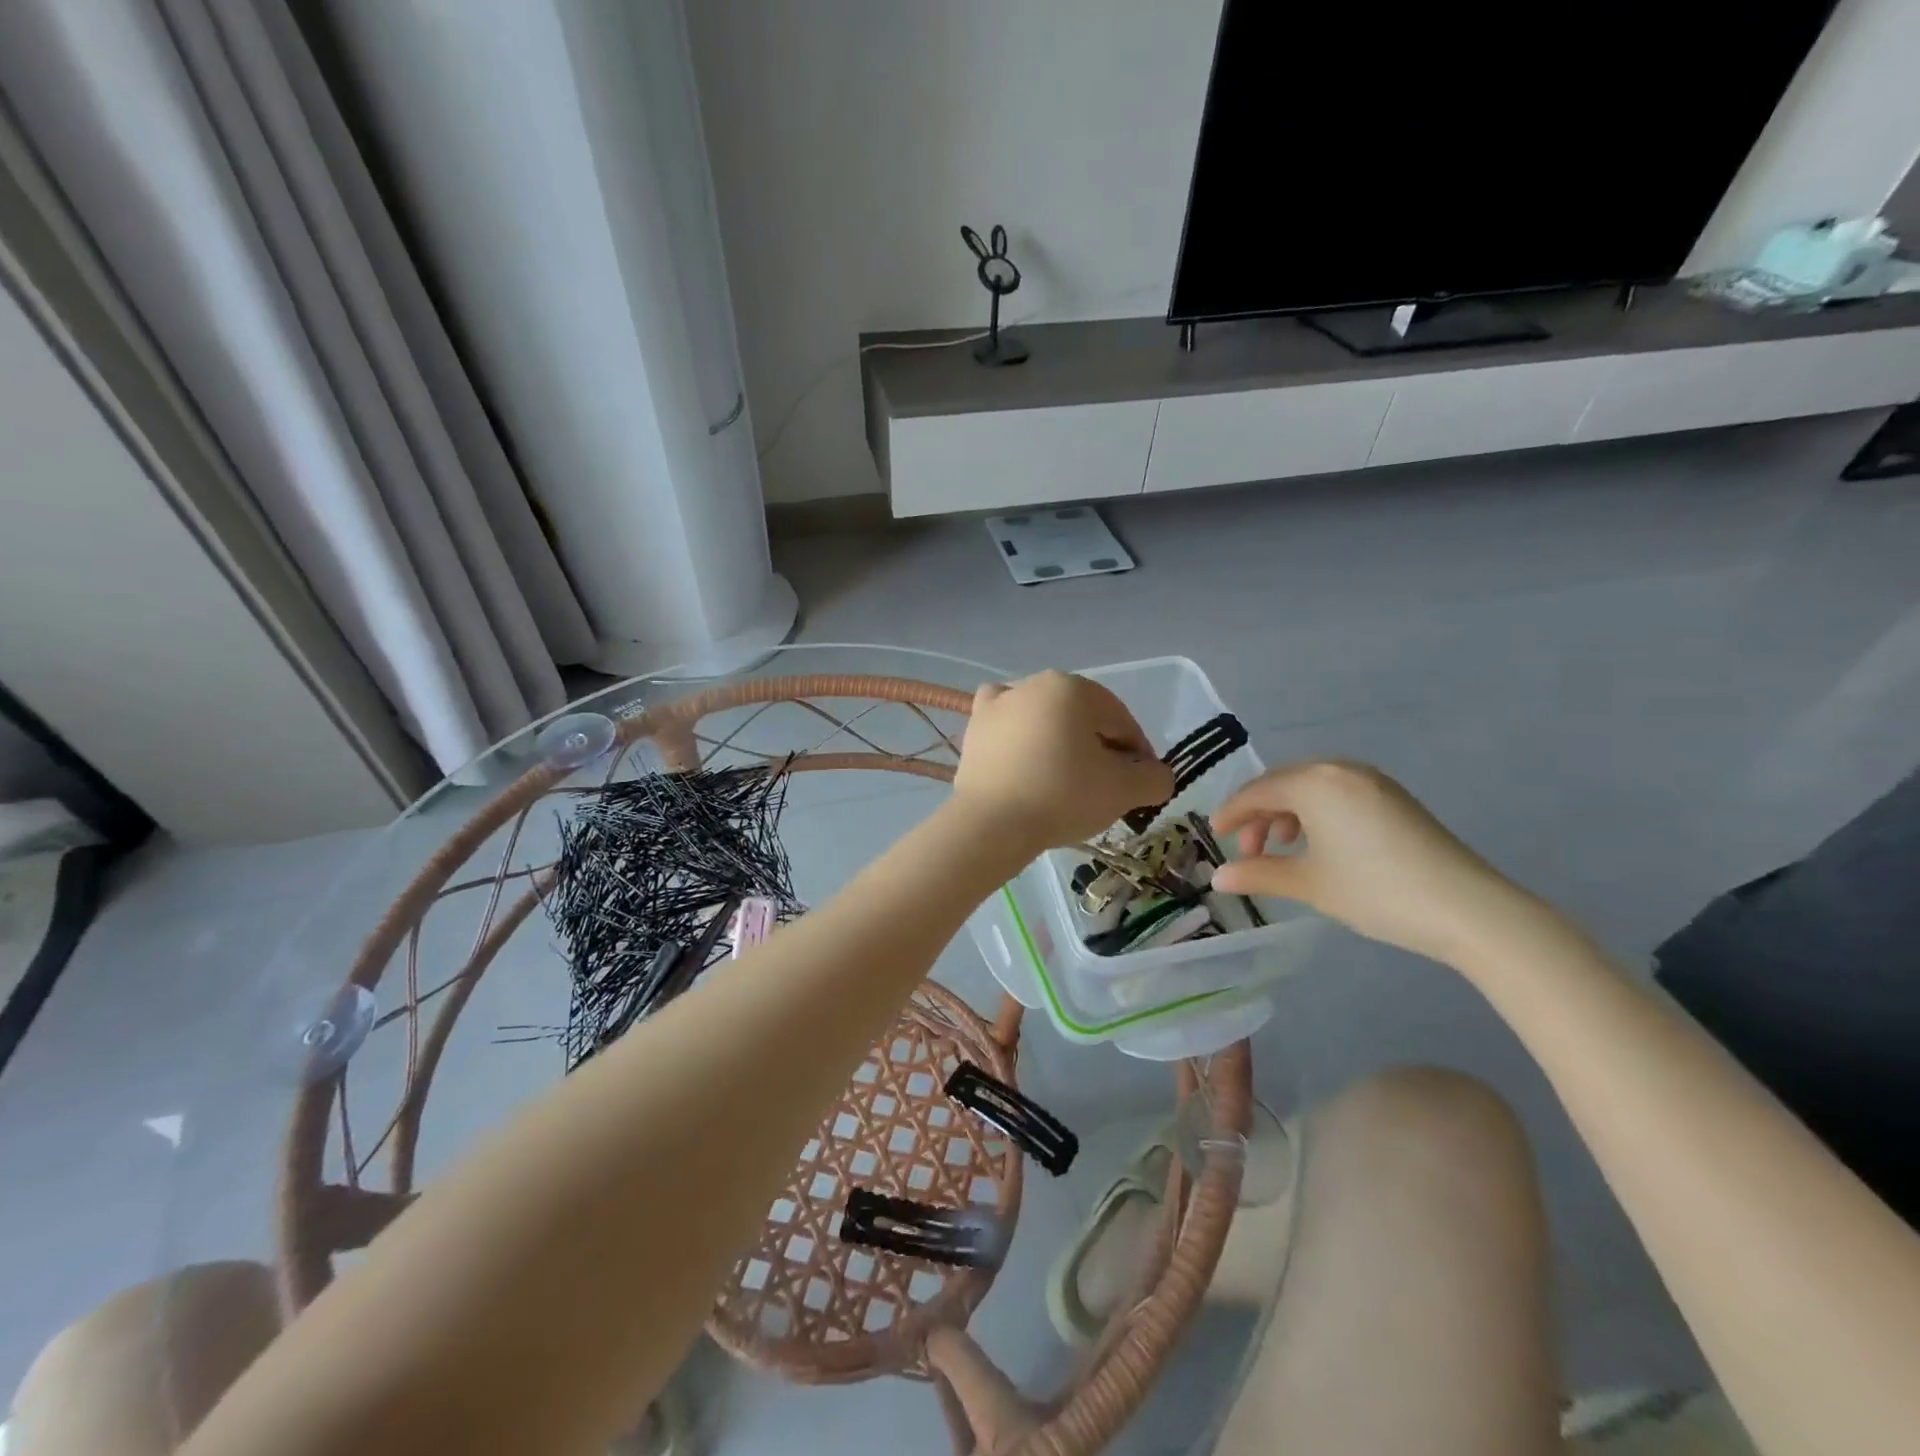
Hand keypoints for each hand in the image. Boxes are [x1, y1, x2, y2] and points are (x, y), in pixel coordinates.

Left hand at [953, 672, 1173, 850]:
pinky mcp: (976, 726)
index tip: (1140, 788)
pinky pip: (1008, 722)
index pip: (1122, 722)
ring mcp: (1001, 702)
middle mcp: (1036, 683)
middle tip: (1104, 789)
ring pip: (1046, 719)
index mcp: (1075, 688)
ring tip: (1064, 781)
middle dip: (1099, 749)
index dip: (1138, 756)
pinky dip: (1020, 733)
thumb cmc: (1062, 797)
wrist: (991, 822)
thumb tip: (1156, 775)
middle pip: (1084, 719)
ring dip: (1061, 742)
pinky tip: (1025, 755)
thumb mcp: (1124, 790)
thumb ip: (1154, 778)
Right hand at [1210, 761, 1524, 964]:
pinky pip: (1337, 794)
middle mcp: (1340, 770)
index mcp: (1314, 783)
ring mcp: (1372, 781)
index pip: (1257, 792)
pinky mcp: (1393, 797)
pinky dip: (1316, 814)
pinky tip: (1318, 845)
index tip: (1214, 835)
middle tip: (1249, 851)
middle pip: (1283, 784)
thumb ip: (1259, 874)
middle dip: (1259, 815)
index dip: (1231, 814)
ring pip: (1311, 788)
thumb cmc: (1376, 891)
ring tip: (1282, 849)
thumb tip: (1217, 878)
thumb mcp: (1310, 884)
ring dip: (1287, 814)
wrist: (1467, 909)